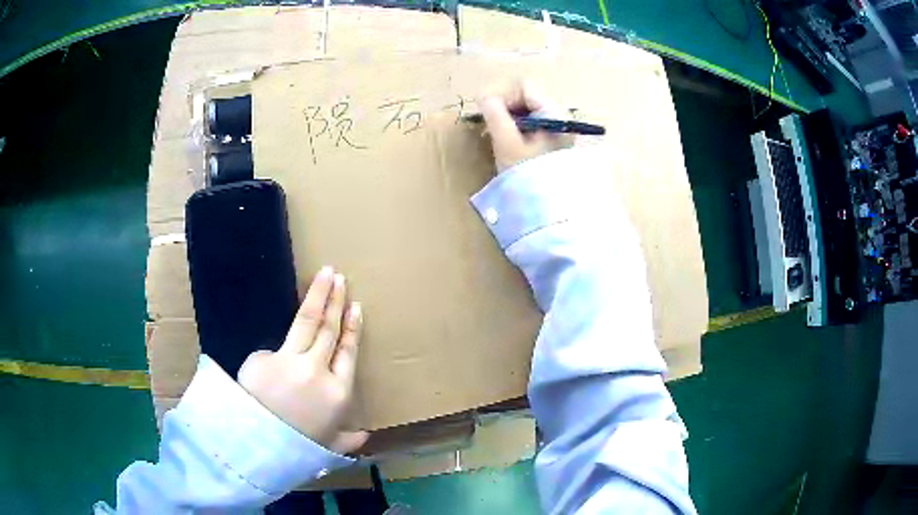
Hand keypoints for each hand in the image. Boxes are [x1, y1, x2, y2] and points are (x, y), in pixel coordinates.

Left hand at [238, 267, 367, 454]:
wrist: (258, 446)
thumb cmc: (299, 448)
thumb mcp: (330, 447)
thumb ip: (348, 439)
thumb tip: (365, 435)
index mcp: (338, 392)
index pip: (348, 352)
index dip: (352, 328)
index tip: (355, 307)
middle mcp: (317, 370)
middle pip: (328, 329)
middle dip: (335, 301)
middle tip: (340, 279)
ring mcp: (290, 361)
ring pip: (307, 321)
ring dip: (318, 296)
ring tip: (325, 274)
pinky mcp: (264, 358)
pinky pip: (273, 350)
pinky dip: (276, 354)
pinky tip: (272, 367)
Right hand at [478, 80, 574, 171]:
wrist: (550, 210)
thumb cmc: (528, 175)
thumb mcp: (507, 143)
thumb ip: (495, 115)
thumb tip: (484, 95)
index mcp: (553, 112)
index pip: (524, 87)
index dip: (502, 95)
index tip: (488, 113)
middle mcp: (561, 117)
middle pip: (527, 98)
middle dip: (505, 107)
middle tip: (490, 126)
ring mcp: (559, 130)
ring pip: (529, 112)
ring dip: (510, 119)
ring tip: (498, 137)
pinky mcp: (555, 142)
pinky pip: (534, 126)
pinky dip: (519, 129)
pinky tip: (510, 145)